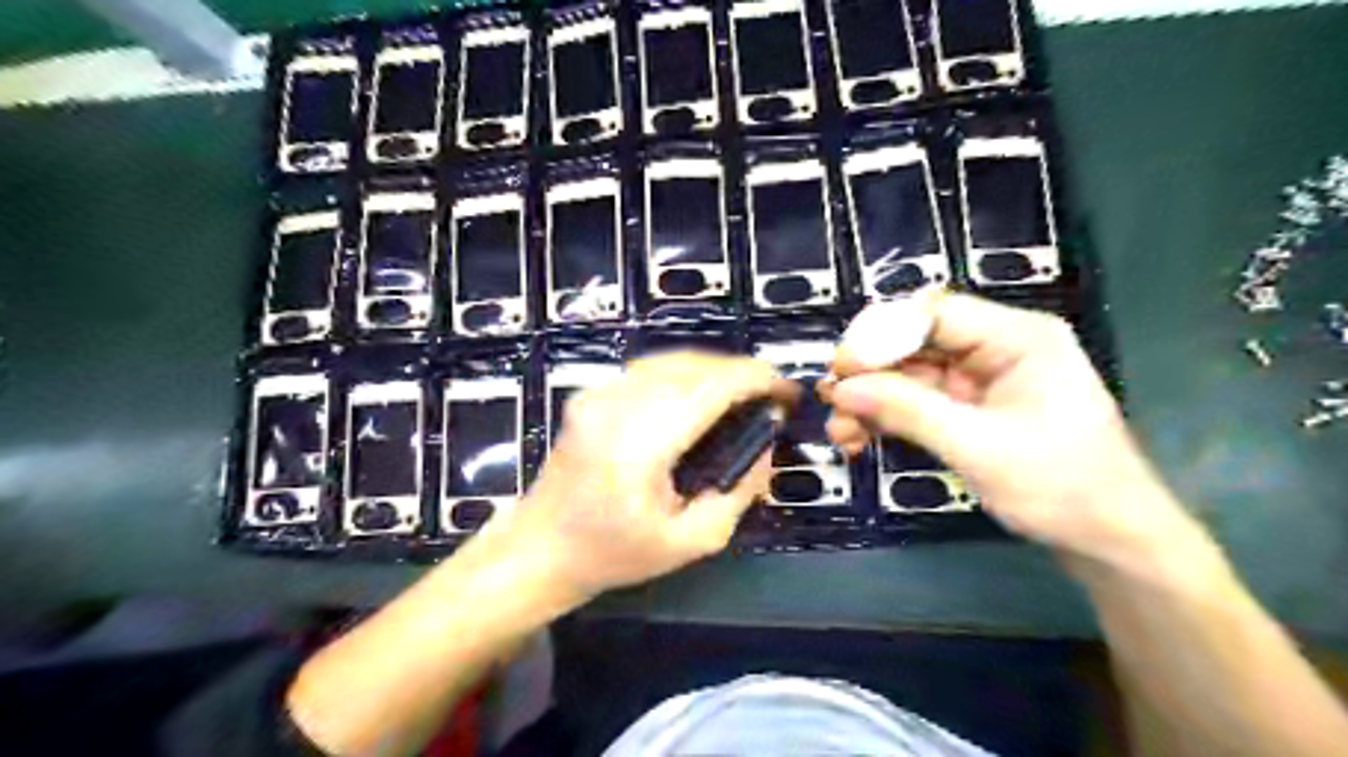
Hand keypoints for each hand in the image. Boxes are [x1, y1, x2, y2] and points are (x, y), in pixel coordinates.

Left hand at [511, 351, 792, 601]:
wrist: (540, 547)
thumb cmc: (614, 553)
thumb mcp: (690, 542)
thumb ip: (738, 492)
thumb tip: (767, 447)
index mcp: (639, 445)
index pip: (709, 389)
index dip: (756, 381)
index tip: (787, 391)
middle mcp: (615, 406)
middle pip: (693, 366)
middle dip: (739, 373)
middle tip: (769, 396)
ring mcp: (597, 393)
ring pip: (671, 360)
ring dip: (713, 370)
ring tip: (743, 393)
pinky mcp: (590, 393)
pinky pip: (649, 369)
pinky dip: (684, 373)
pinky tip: (701, 395)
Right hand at [827, 293, 1192, 561]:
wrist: (1108, 543)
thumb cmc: (1061, 487)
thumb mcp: (978, 447)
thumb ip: (908, 410)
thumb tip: (840, 388)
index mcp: (1017, 337)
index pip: (934, 314)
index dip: (881, 335)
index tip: (840, 368)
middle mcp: (996, 348)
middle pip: (915, 342)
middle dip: (870, 373)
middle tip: (832, 401)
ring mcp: (981, 380)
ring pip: (909, 375)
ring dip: (871, 400)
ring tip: (840, 431)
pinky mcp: (970, 410)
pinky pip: (917, 402)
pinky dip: (887, 417)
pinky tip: (858, 438)